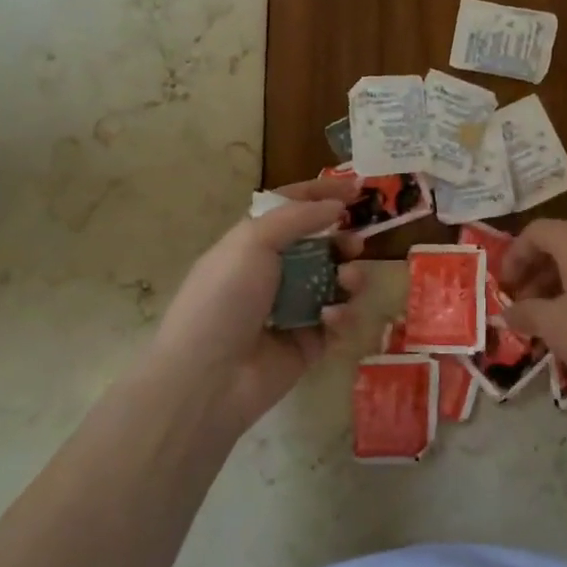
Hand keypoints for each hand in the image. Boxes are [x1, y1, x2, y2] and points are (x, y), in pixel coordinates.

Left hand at [147, 176, 365, 433]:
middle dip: (342, 241)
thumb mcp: (252, 241)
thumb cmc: (224, 298)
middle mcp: (273, 273)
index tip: (358, 188)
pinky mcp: (309, 344)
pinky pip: (337, 321)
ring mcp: (292, 310)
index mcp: (252, 243)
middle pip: (320, 246)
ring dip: (349, 277)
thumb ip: (298, 217)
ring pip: (335, 283)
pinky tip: (330, 318)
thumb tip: (335, 206)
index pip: (292, 209)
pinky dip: (341, 315)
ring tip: (348, 281)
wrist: (208, 378)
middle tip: (356, 244)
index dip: (322, 194)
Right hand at [501, 219, 566, 405]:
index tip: (504, 286)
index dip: (514, 256)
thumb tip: (507, 312)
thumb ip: (527, 314)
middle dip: (536, 273)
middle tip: (523, 305)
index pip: (536, 231)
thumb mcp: (557, 327)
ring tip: (550, 320)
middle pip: (560, 244)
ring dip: (560, 284)